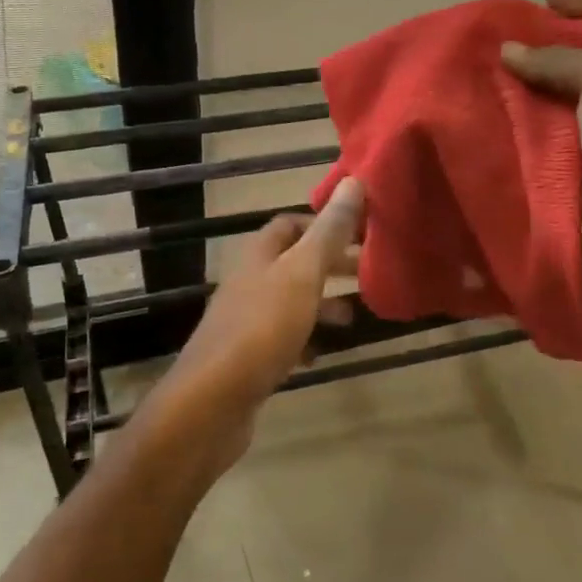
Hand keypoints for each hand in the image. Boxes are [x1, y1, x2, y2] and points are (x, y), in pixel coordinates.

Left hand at [155, 178, 365, 473]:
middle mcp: (249, 281)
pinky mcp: (248, 357)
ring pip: (291, 301)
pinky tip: (323, 353)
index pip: (291, 223)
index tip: (361, 234)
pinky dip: (307, 340)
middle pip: (294, 262)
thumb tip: (355, 180)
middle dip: (331, 265)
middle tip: (368, 272)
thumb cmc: (262, 328)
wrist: (212, 401)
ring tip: (355, 317)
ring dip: (322, 304)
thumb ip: (330, 232)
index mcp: (259, 255)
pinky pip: (284, 339)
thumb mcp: (303, 274)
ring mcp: (246, 321)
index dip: (325, 224)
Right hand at [501, 0, 581, 301]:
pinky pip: (527, 146)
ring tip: (469, 79)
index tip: (543, 0)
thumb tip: (507, 50)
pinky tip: (472, 124)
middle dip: (534, 50)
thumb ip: (558, 61)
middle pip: (569, 64)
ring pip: (541, 106)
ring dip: (511, 94)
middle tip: (489, 42)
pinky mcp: (557, 173)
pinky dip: (504, 135)